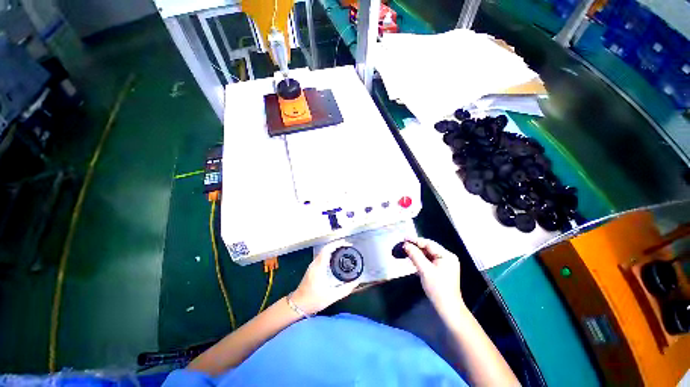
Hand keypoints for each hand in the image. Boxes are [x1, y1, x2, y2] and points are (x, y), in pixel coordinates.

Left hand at [291, 241, 359, 314]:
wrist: (298, 305)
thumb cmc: (313, 300)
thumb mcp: (331, 296)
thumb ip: (345, 289)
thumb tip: (356, 282)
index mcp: (319, 267)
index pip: (327, 249)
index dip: (337, 244)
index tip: (346, 244)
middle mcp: (315, 263)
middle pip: (326, 248)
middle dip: (337, 245)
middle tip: (347, 246)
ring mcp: (313, 265)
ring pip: (323, 251)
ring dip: (333, 248)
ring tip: (343, 250)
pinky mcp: (312, 268)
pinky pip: (322, 256)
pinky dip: (330, 253)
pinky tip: (336, 258)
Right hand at [403, 238, 464, 319]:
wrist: (447, 308)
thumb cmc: (437, 288)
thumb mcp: (425, 270)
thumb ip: (415, 255)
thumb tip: (406, 245)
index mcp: (447, 255)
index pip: (429, 243)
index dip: (416, 240)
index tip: (404, 238)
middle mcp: (447, 257)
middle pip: (429, 248)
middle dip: (416, 246)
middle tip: (403, 244)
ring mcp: (445, 264)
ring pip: (428, 254)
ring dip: (417, 253)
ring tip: (406, 251)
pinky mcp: (441, 270)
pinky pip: (429, 261)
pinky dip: (420, 260)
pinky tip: (412, 260)